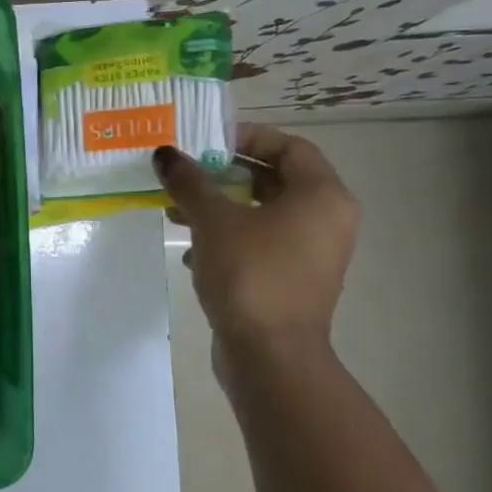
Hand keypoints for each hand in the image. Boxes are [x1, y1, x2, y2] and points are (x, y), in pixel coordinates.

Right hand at [154, 124, 358, 350]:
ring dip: (219, 208)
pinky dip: (227, 239)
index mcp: (321, 195)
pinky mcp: (291, 279)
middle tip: (184, 174)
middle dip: (224, 175)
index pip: (288, 146)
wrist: (270, 353)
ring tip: (176, 212)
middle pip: (273, 179)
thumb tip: (165, 153)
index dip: (246, 137)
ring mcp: (311, 252)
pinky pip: (259, 243)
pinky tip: (192, 252)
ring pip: (262, 214)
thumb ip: (189, 182)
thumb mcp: (213, 221)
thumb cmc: (250, 274)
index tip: (204, 142)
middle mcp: (326, 219)